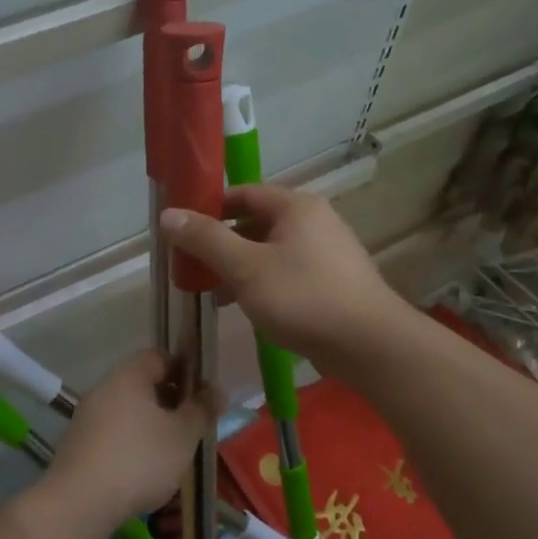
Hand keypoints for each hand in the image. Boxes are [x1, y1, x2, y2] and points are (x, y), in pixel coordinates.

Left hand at [45, 351, 215, 527]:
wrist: (80, 502)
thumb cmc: (140, 459)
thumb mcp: (183, 435)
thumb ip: (201, 410)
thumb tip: (216, 391)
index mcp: (128, 376)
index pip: (158, 357)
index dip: (183, 370)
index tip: (201, 395)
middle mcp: (103, 389)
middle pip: (142, 385)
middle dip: (169, 402)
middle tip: (192, 426)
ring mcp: (86, 418)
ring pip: (128, 412)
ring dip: (151, 426)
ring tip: (172, 453)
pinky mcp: (78, 446)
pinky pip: (113, 435)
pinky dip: (131, 445)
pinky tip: (144, 471)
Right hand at [161, 184, 405, 371]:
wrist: (369, 345)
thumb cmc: (303, 297)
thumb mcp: (245, 267)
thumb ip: (206, 239)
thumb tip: (168, 214)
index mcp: (296, 206)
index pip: (243, 193)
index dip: (209, 207)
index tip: (181, 229)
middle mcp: (315, 221)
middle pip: (256, 222)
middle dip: (221, 242)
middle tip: (191, 264)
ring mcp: (327, 253)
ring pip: (270, 251)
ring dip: (239, 266)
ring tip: (210, 290)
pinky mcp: (332, 283)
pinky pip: (287, 273)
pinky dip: (261, 282)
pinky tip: (244, 306)